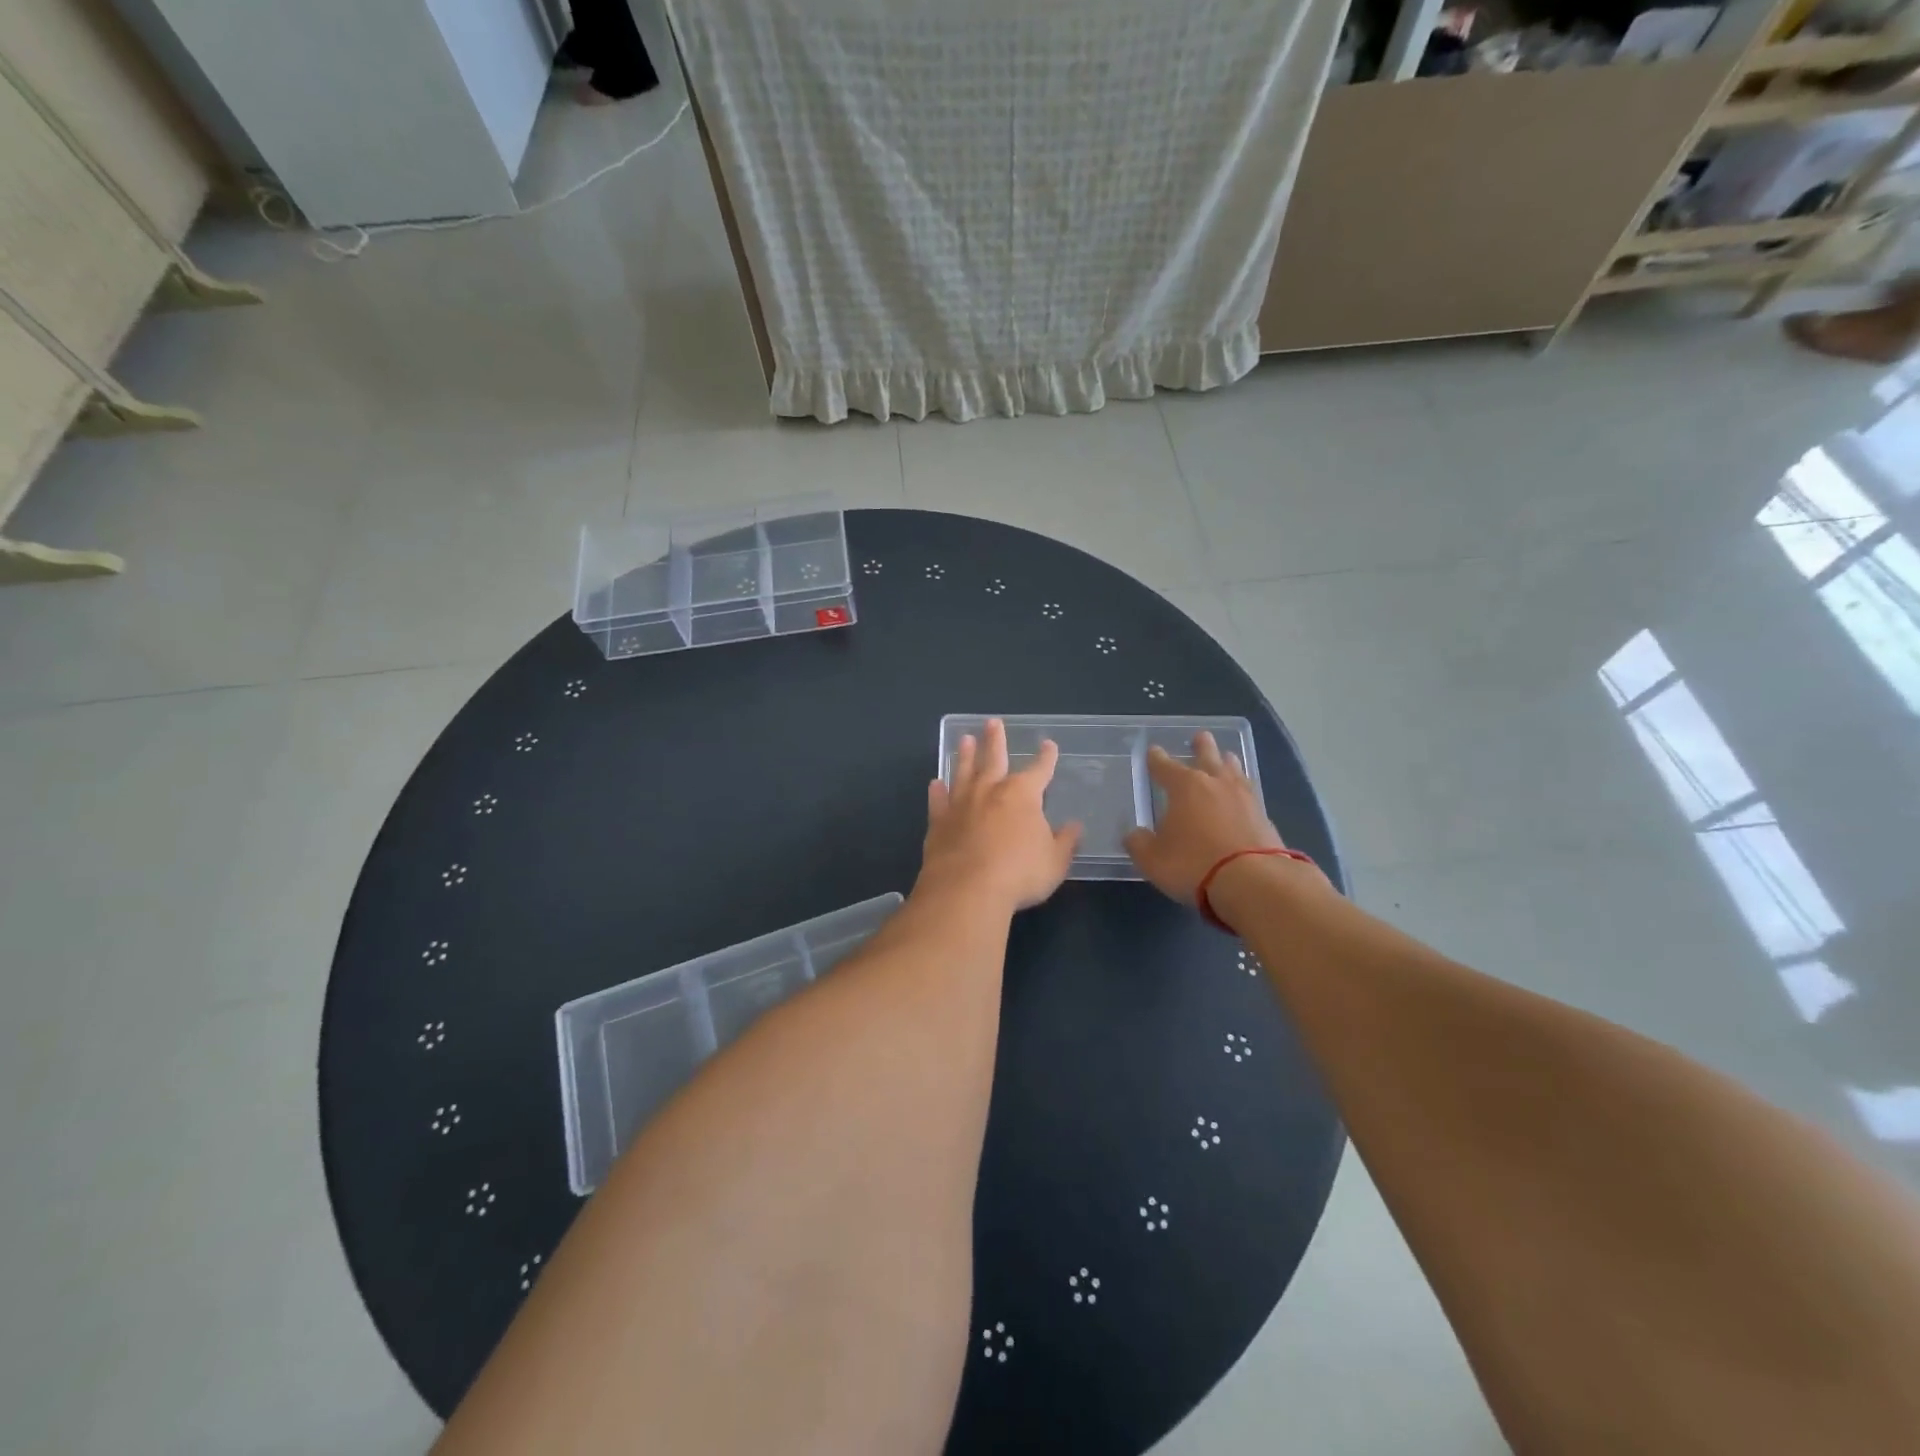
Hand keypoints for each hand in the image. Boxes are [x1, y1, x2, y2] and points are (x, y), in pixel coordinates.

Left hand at [919, 719, 1081, 912]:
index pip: (1039, 770)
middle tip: (992, 722)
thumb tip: (1075, 827)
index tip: (1048, 745)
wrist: (967, 889)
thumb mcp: (1055, 862)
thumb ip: (1065, 842)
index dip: (1046, 758)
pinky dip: (937, 791)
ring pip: (963, 772)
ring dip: (964, 755)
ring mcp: (961, 804)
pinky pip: (938, 801)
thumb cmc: (1019, 874)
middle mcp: (990, 791)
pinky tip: (935, 783)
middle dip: (995, 740)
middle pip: (993, 758)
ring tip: (964, 740)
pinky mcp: (938, 823)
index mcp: (1022, 795)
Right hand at [1124, 733, 1311, 905]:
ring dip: (1226, 762)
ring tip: (1225, 758)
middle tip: (1200, 737)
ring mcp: (1244, 797)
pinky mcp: (1264, 816)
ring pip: (1233, 770)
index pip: (1164, 765)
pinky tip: (1243, 793)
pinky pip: (1249, 792)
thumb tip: (1134, 835)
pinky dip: (1242, 788)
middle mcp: (1214, 783)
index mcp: (1184, 786)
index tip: (1153, 752)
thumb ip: (1139, 843)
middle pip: (1207, 756)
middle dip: (1201, 747)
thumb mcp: (1152, 859)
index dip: (1156, 759)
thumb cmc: (1193, 864)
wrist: (1253, 882)